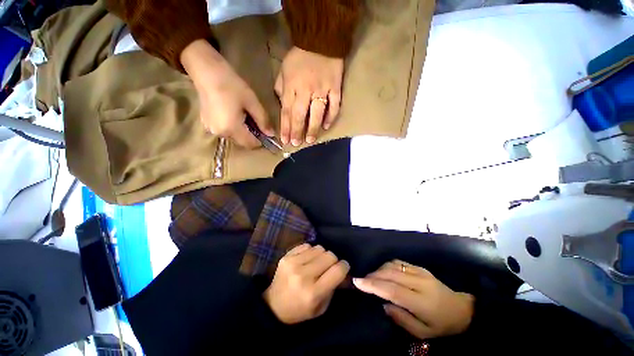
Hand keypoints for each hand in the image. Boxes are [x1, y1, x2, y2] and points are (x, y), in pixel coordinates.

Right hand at [181, 39, 272, 147]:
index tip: (264, 130)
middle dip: (251, 135)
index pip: (251, 144)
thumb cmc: (231, 85)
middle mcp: (220, 133)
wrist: (206, 71)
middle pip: (242, 142)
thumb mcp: (252, 102)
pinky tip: (233, 114)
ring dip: (242, 131)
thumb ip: (263, 121)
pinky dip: (232, 127)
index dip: (260, 140)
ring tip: (243, 115)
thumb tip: (271, 134)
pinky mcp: (206, 123)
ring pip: (233, 137)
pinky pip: (225, 131)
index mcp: (232, 129)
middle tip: (254, 120)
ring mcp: (211, 129)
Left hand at [263, 244, 349, 323]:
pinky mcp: (287, 256)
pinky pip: (307, 245)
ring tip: (317, 262)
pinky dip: (310, 251)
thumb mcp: (321, 307)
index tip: (344, 267)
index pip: (337, 271)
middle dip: (333, 260)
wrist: (273, 305)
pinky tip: (307, 259)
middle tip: (329, 266)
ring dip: (321, 254)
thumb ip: (334, 287)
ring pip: (319, 248)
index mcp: (314, 292)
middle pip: (329, 255)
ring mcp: (293, 263)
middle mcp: (303, 276)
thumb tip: (344, 270)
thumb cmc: (300, 309)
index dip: (344, 266)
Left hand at [275, 47, 343, 145]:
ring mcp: (322, 90)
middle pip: (300, 116)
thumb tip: (282, 105)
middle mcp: (306, 91)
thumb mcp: (283, 71)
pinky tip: (326, 126)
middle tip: (296, 144)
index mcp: (291, 87)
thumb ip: (281, 89)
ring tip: (310, 140)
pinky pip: (334, 106)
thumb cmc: (299, 58)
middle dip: (297, 132)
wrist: (320, 40)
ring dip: (313, 128)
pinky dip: (331, 117)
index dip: (285, 128)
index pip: (286, 112)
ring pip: (317, 114)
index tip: (285, 140)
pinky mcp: (335, 88)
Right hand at [353, 260, 473, 339]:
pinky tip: (383, 271)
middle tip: (361, 281)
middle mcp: (419, 282)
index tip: (358, 282)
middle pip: (390, 274)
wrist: (461, 309)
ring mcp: (420, 272)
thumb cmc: (442, 325)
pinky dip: (387, 265)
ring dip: (378, 270)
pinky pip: (398, 262)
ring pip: (392, 265)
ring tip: (371, 278)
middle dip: (372, 276)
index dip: (373, 285)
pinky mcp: (419, 267)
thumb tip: (384, 304)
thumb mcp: (423, 333)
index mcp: (422, 302)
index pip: (392, 290)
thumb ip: (402, 319)